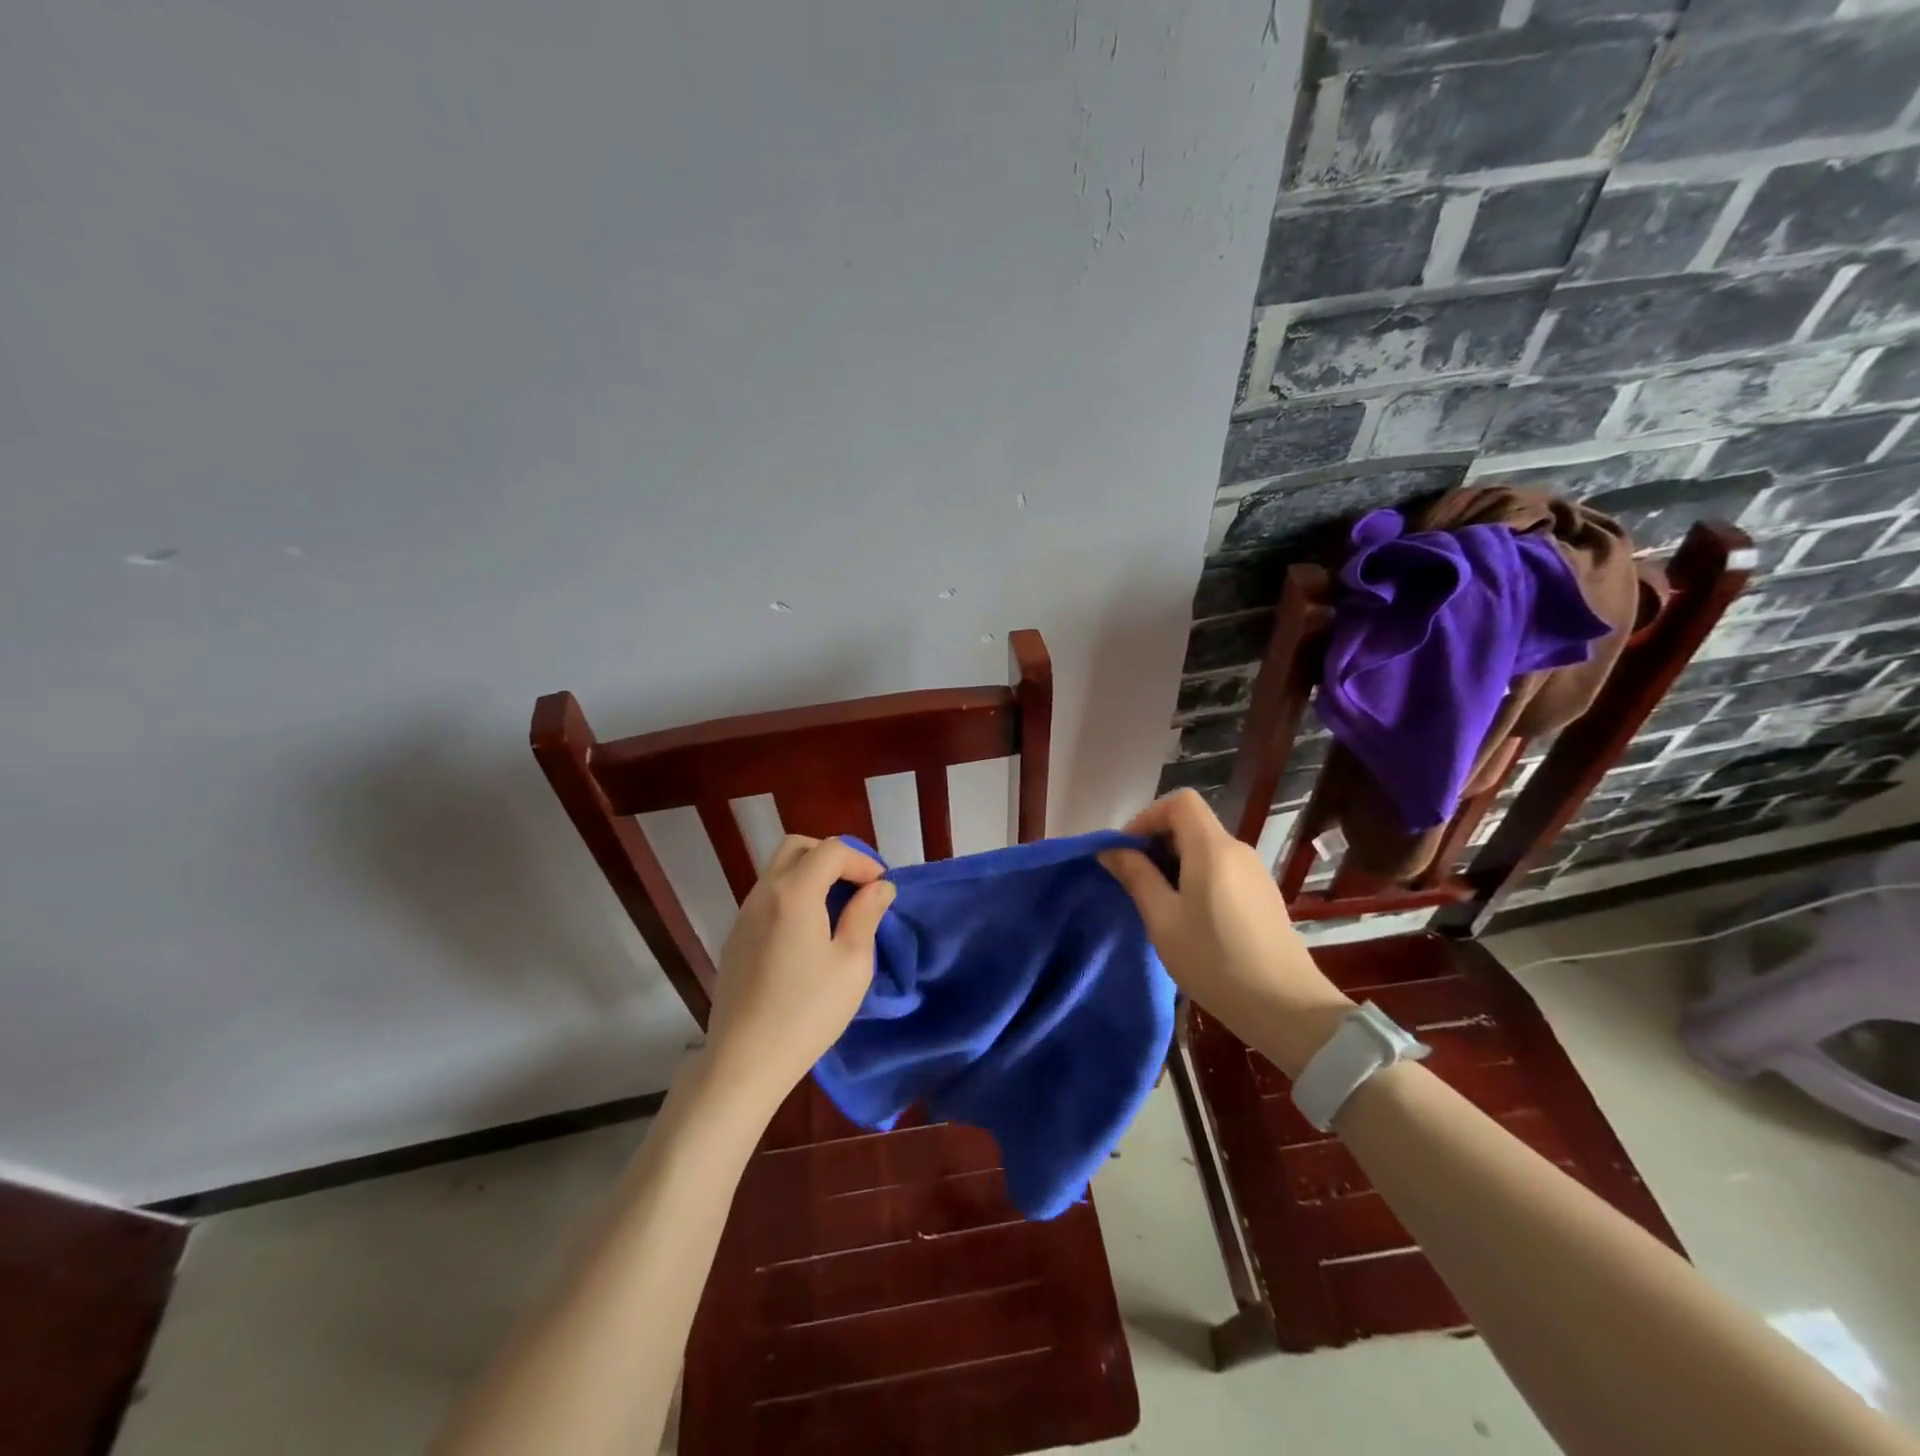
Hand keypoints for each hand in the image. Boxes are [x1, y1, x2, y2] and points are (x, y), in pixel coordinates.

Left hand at [705, 835, 893, 1105]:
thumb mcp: (852, 964)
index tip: (881, 889)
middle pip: (798, 848)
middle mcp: (763, 893)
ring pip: (778, 870)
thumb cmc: (807, 1012)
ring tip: (837, 909)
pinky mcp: (735, 938)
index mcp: (794, 893)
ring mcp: (744, 915)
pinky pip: (767, 897)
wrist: (744, 1061)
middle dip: (832, 857)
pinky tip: (808, 933)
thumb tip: (879, 887)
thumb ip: (865, 915)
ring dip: (811, 875)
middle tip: (857, 887)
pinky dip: (793, 895)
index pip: (831, 850)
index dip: (862, 861)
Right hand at [1099, 789, 1352, 1077]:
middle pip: (1192, 823)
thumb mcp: (1163, 920)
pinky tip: (1190, 917)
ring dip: (1175, 863)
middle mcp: (1237, 850)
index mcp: (1212, 848)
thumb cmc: (1214, 961)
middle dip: (1157, 842)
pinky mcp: (1263, 894)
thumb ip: (1136, 876)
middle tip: (1134, 880)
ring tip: (1157, 903)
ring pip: (1206, 848)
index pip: (1179, 802)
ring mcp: (1255, 872)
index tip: (1127, 851)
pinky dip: (1197, 877)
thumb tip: (1110, 849)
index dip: (1147, 817)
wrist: (1285, 1007)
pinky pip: (1222, 869)